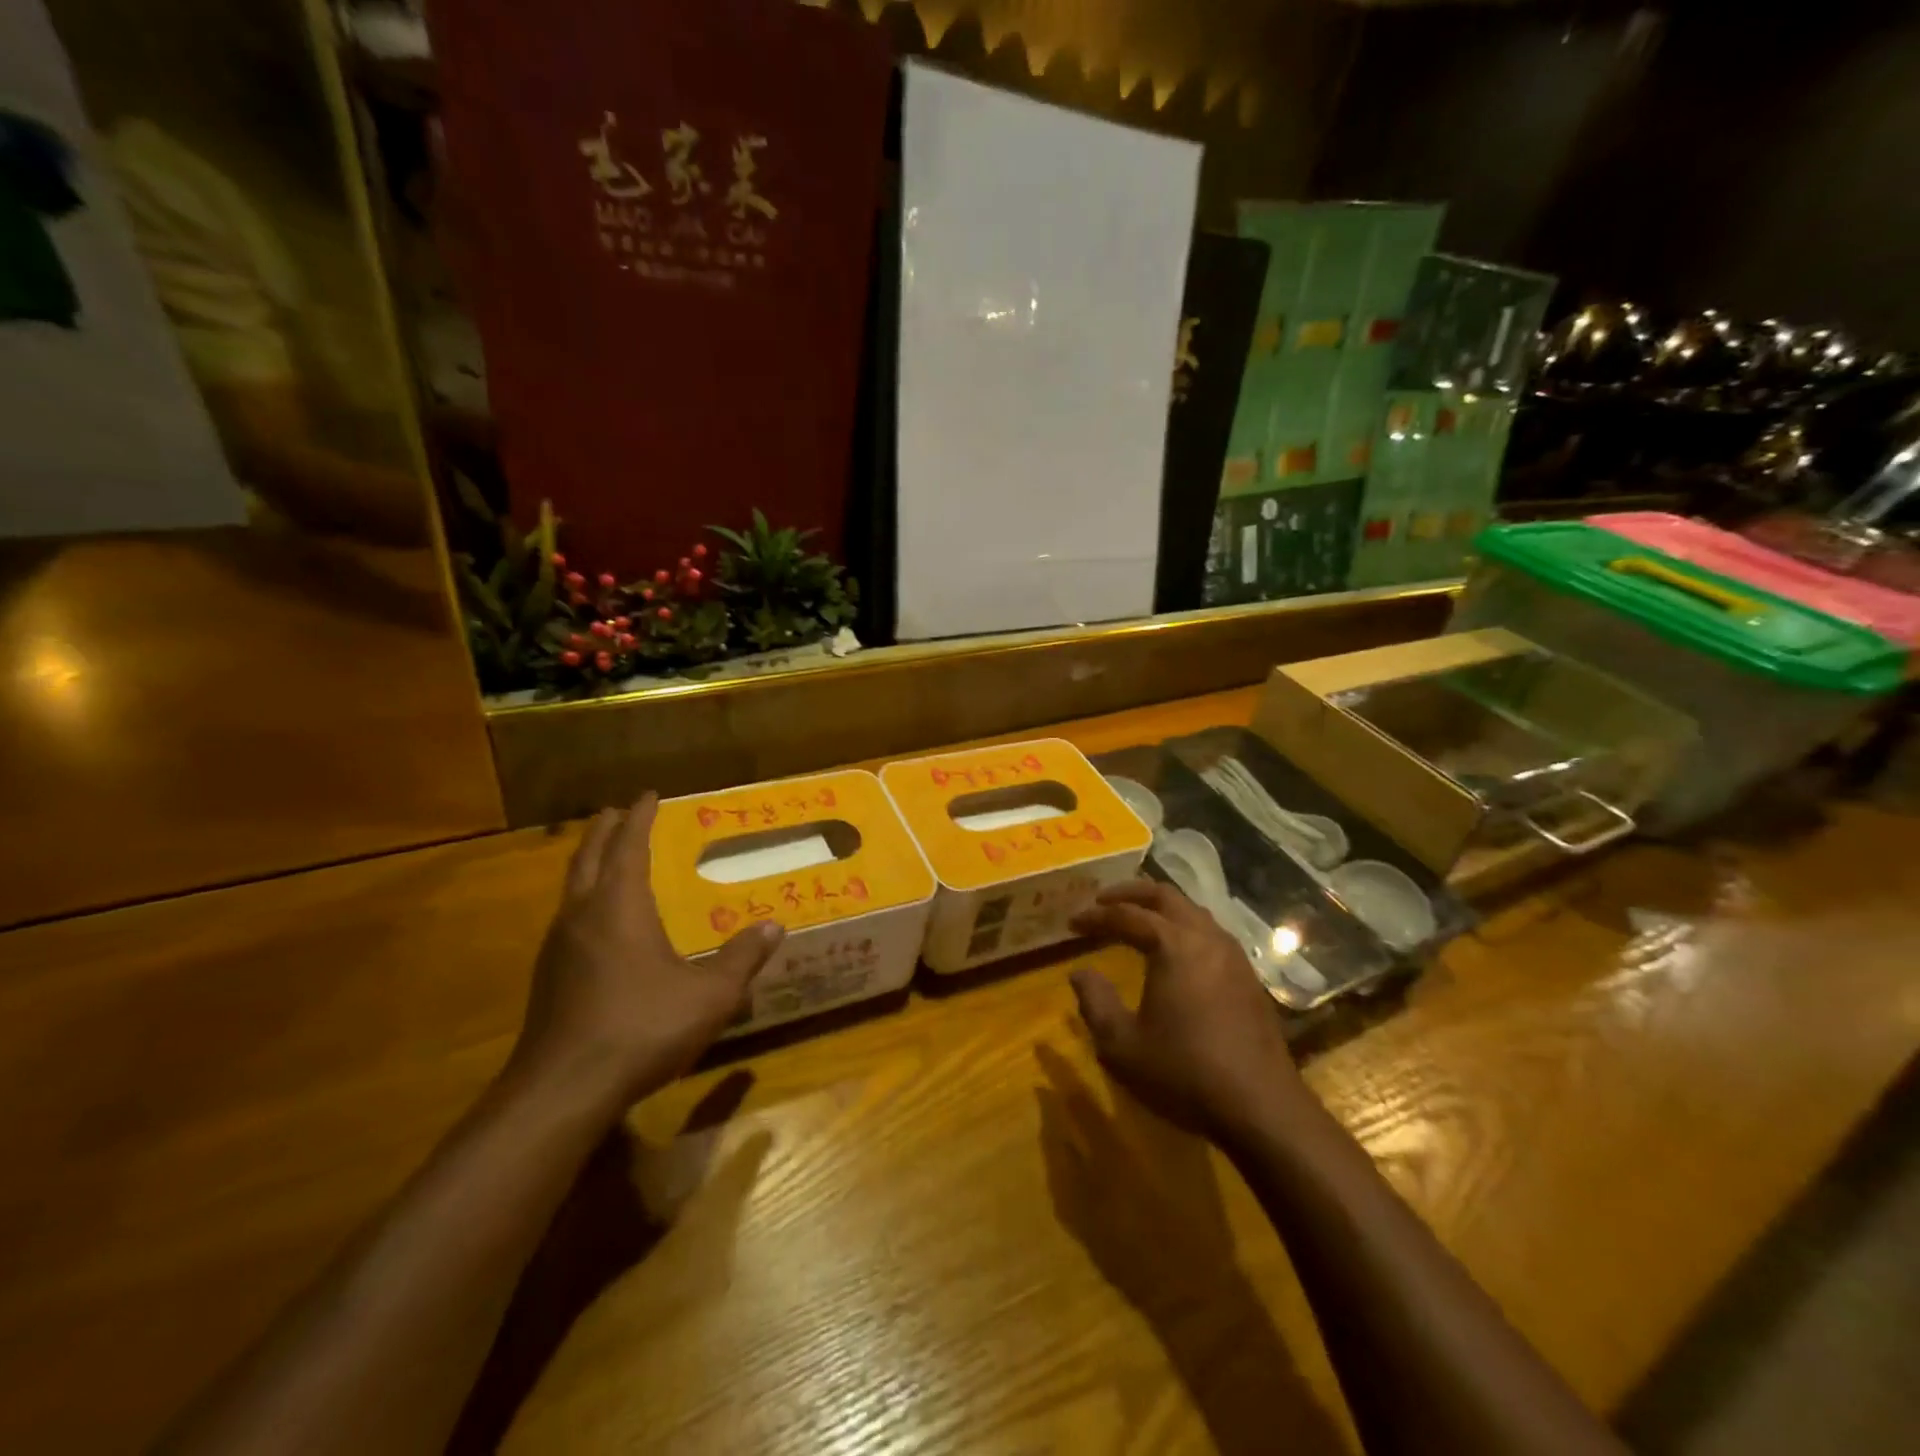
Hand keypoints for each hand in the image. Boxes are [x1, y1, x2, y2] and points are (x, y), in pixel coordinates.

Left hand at [510, 794, 783, 1111]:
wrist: (563, 1090)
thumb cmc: (642, 1028)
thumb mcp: (709, 995)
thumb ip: (741, 959)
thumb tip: (773, 927)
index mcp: (619, 907)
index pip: (628, 846)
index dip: (639, 818)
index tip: (647, 794)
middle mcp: (583, 916)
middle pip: (589, 858)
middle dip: (604, 831)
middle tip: (617, 812)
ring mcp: (558, 948)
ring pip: (571, 888)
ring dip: (589, 863)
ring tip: (606, 857)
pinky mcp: (548, 978)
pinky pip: (568, 918)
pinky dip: (584, 898)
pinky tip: (597, 923)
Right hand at [1068, 880, 1306, 1142]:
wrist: (1262, 1108)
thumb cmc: (1184, 1073)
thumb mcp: (1122, 1045)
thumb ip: (1095, 1003)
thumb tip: (1080, 972)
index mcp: (1173, 946)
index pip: (1127, 915)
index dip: (1096, 916)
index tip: (1072, 923)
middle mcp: (1206, 938)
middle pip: (1165, 896)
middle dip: (1130, 893)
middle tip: (1103, 901)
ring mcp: (1233, 956)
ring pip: (1193, 911)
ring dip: (1160, 908)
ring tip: (1137, 919)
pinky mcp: (1248, 978)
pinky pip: (1210, 933)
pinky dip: (1183, 928)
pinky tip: (1174, 952)